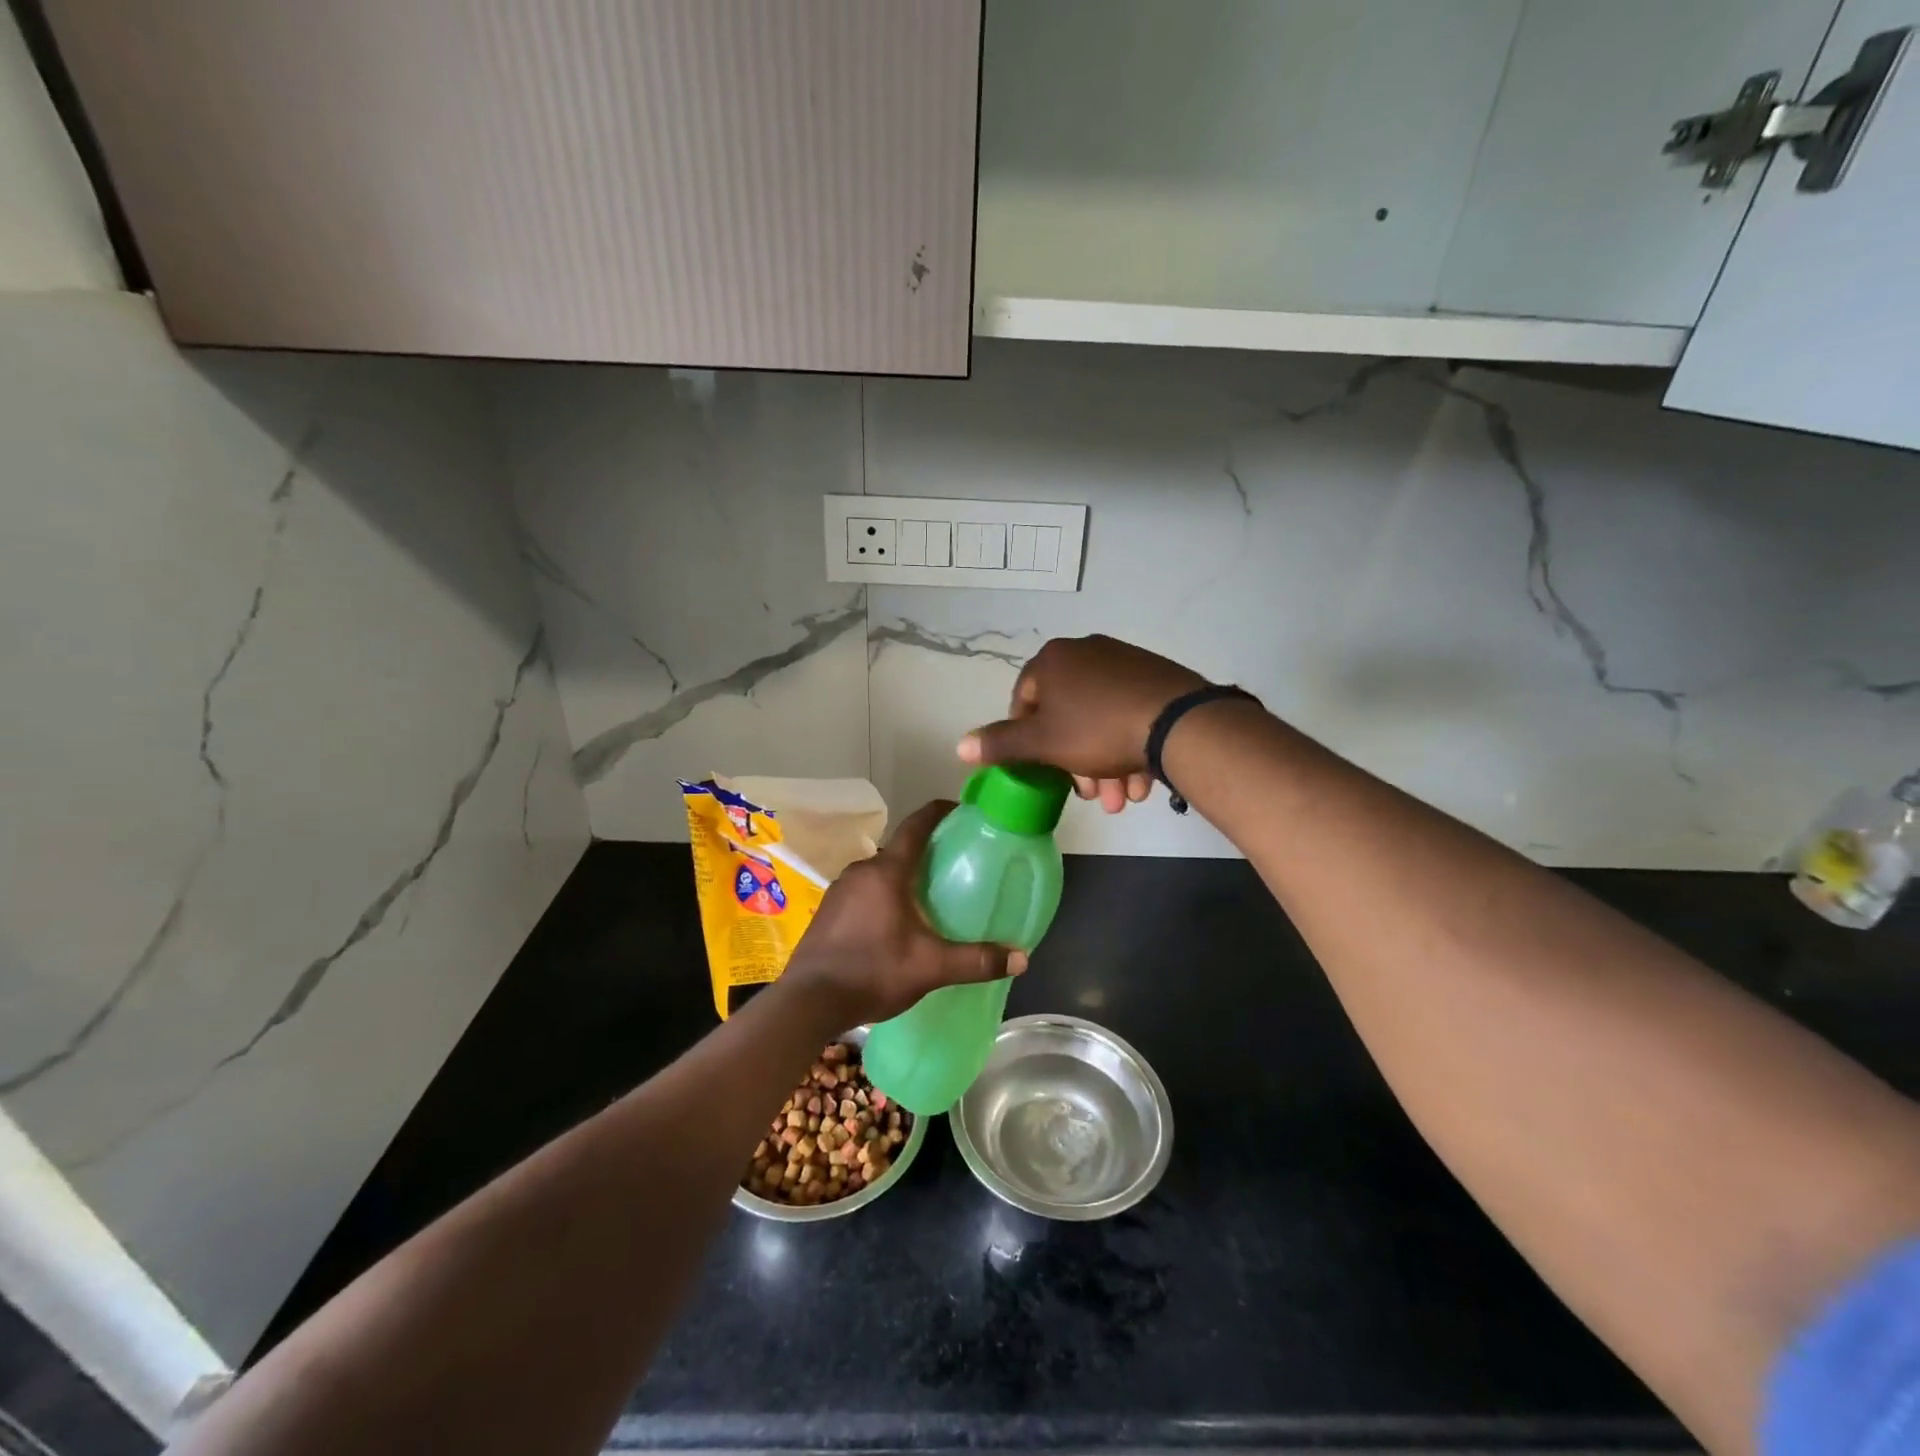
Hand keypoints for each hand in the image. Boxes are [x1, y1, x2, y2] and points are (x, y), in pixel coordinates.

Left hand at [783, 800, 1026, 1024]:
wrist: (808, 1001)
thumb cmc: (872, 971)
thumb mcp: (930, 967)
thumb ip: (975, 961)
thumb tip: (1022, 958)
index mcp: (887, 872)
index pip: (915, 826)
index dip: (938, 812)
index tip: (959, 808)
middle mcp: (861, 871)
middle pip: (899, 850)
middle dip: (925, 852)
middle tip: (953, 865)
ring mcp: (840, 889)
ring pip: (879, 872)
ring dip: (902, 877)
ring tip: (927, 896)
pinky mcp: (828, 910)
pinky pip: (863, 890)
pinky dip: (882, 895)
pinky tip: (893, 922)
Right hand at [957, 635, 1205, 813]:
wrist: (1176, 722)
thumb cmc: (1096, 730)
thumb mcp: (1042, 743)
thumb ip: (1000, 744)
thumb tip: (959, 746)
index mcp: (1053, 660)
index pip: (1024, 701)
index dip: (1028, 741)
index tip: (1043, 771)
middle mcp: (1086, 652)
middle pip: (1067, 716)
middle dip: (1075, 764)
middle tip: (1089, 795)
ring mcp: (1124, 662)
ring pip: (1101, 721)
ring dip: (1105, 765)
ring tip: (1119, 799)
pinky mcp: (1156, 677)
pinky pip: (1129, 714)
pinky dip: (1128, 747)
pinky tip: (1139, 783)